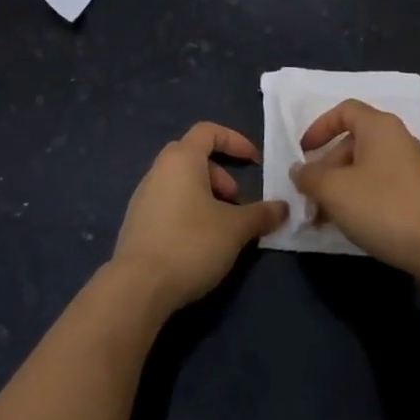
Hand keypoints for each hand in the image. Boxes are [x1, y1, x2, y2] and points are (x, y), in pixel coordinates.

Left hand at [111, 123, 286, 310]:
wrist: (137, 289)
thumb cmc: (191, 243)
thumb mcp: (236, 228)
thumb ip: (262, 214)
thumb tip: (283, 208)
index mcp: (181, 159)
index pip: (208, 131)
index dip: (234, 140)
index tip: (254, 161)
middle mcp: (158, 171)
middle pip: (194, 157)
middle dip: (221, 175)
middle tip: (236, 201)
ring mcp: (142, 198)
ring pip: (181, 183)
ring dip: (206, 196)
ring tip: (222, 227)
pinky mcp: (136, 225)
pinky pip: (168, 205)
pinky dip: (188, 212)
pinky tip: (199, 243)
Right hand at [292, 100, 419, 274]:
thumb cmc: (382, 206)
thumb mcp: (335, 190)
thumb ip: (310, 177)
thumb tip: (300, 170)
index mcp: (379, 127)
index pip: (344, 111)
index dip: (319, 127)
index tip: (303, 152)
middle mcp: (397, 139)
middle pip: (352, 142)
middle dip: (326, 168)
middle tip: (309, 196)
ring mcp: (411, 166)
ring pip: (365, 167)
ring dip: (340, 187)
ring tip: (322, 218)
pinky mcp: (418, 192)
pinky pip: (380, 185)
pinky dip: (359, 198)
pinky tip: (348, 224)